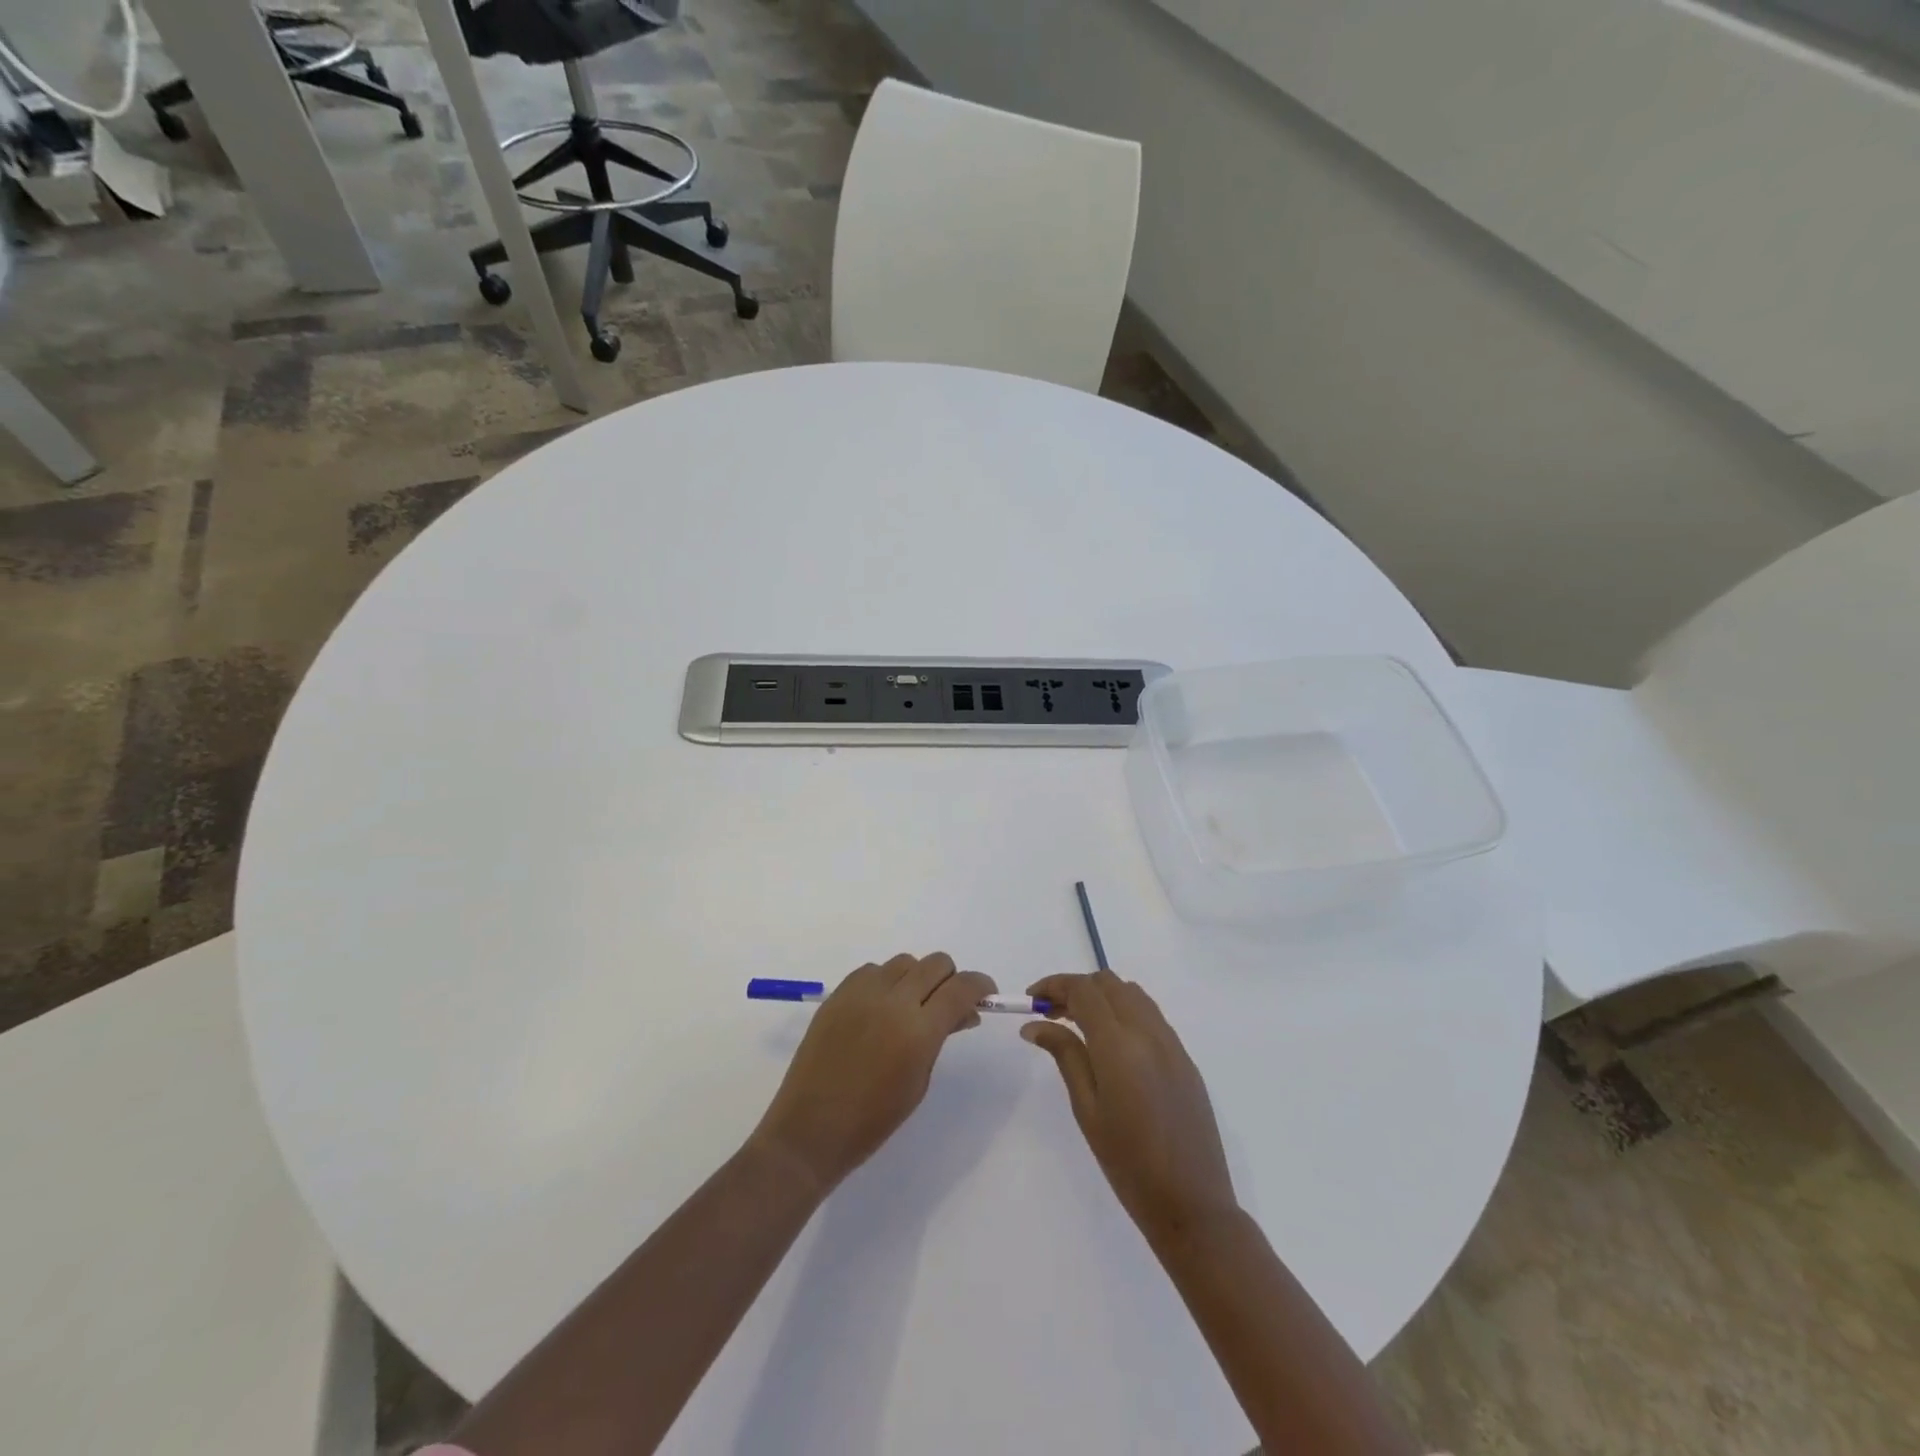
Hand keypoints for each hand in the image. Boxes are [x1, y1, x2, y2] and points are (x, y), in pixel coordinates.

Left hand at [752, 953, 995, 1191]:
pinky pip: (873, 970)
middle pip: (935, 964)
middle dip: (950, 979)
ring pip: (904, 962)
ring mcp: (862, 993)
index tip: (985, 994)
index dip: (980, 985)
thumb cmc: (873, 1120)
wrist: (810, 1129)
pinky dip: (885, 981)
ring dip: (916, 978)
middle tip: (947, 1003)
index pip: (961, 988)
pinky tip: (880, 1009)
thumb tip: (964, 1012)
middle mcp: (893, 1001)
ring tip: (910, 1007)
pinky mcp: (838, 994)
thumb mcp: (919, 1081)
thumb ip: (941, 1038)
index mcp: (919, 1030)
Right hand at [1022, 970, 1236, 1244]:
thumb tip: (1036, 1024)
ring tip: (1079, 1024)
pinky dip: (1125, 1011)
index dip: (1054, 985)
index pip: (1083, 990)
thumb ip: (1065, 1056)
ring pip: (1132, 993)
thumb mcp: (1087, 1110)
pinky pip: (1151, 1015)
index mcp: (1119, 1045)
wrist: (1192, 1205)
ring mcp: (1171, 1043)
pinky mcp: (1185, 1058)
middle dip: (1076, 988)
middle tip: (1052, 1014)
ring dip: (1102, 996)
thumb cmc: (1128, 1164)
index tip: (1032, 1000)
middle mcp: (1148, 1032)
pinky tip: (1112, 1042)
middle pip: (1108, 983)